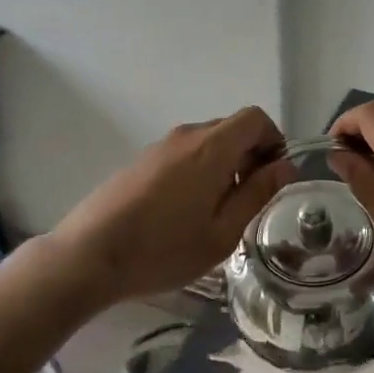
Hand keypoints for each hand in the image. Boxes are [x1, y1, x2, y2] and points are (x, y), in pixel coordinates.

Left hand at [51, 106, 295, 302]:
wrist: (89, 255)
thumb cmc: (164, 249)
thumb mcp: (222, 232)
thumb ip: (257, 194)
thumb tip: (284, 166)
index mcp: (211, 147)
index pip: (255, 118)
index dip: (273, 141)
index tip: (272, 177)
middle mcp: (186, 136)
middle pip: (231, 128)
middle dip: (250, 155)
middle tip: (249, 200)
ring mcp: (160, 146)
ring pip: (207, 142)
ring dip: (224, 165)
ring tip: (217, 212)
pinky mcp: (142, 160)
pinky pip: (184, 154)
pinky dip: (200, 170)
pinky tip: (186, 212)